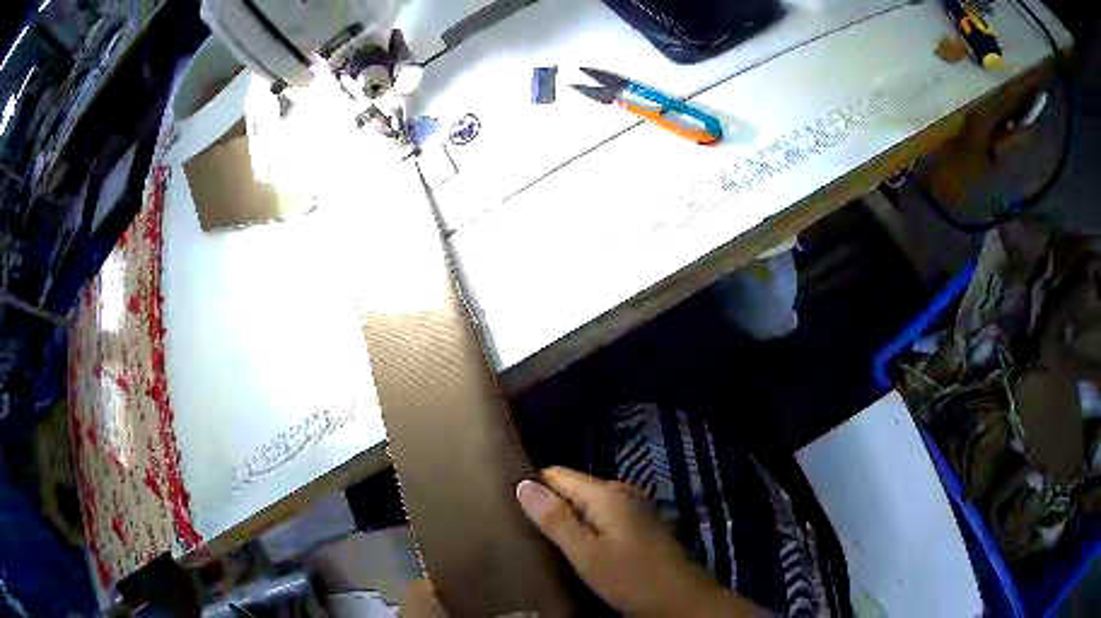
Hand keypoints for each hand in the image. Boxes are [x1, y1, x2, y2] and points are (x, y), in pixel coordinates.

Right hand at [516, 467, 773, 617]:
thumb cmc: (631, 578)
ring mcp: (633, 508)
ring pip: (586, 504)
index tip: (503, 499)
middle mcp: (621, 492)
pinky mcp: (638, 525)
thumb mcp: (586, 553)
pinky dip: (583, 526)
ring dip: (564, 516)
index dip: (531, 483)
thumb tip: (522, 484)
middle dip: (547, 502)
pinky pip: (601, 516)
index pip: (557, 474)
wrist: (681, 599)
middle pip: (572, 488)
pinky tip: (570, 544)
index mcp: (607, 494)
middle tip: (515, 523)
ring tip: (535, 534)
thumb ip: (555, 519)